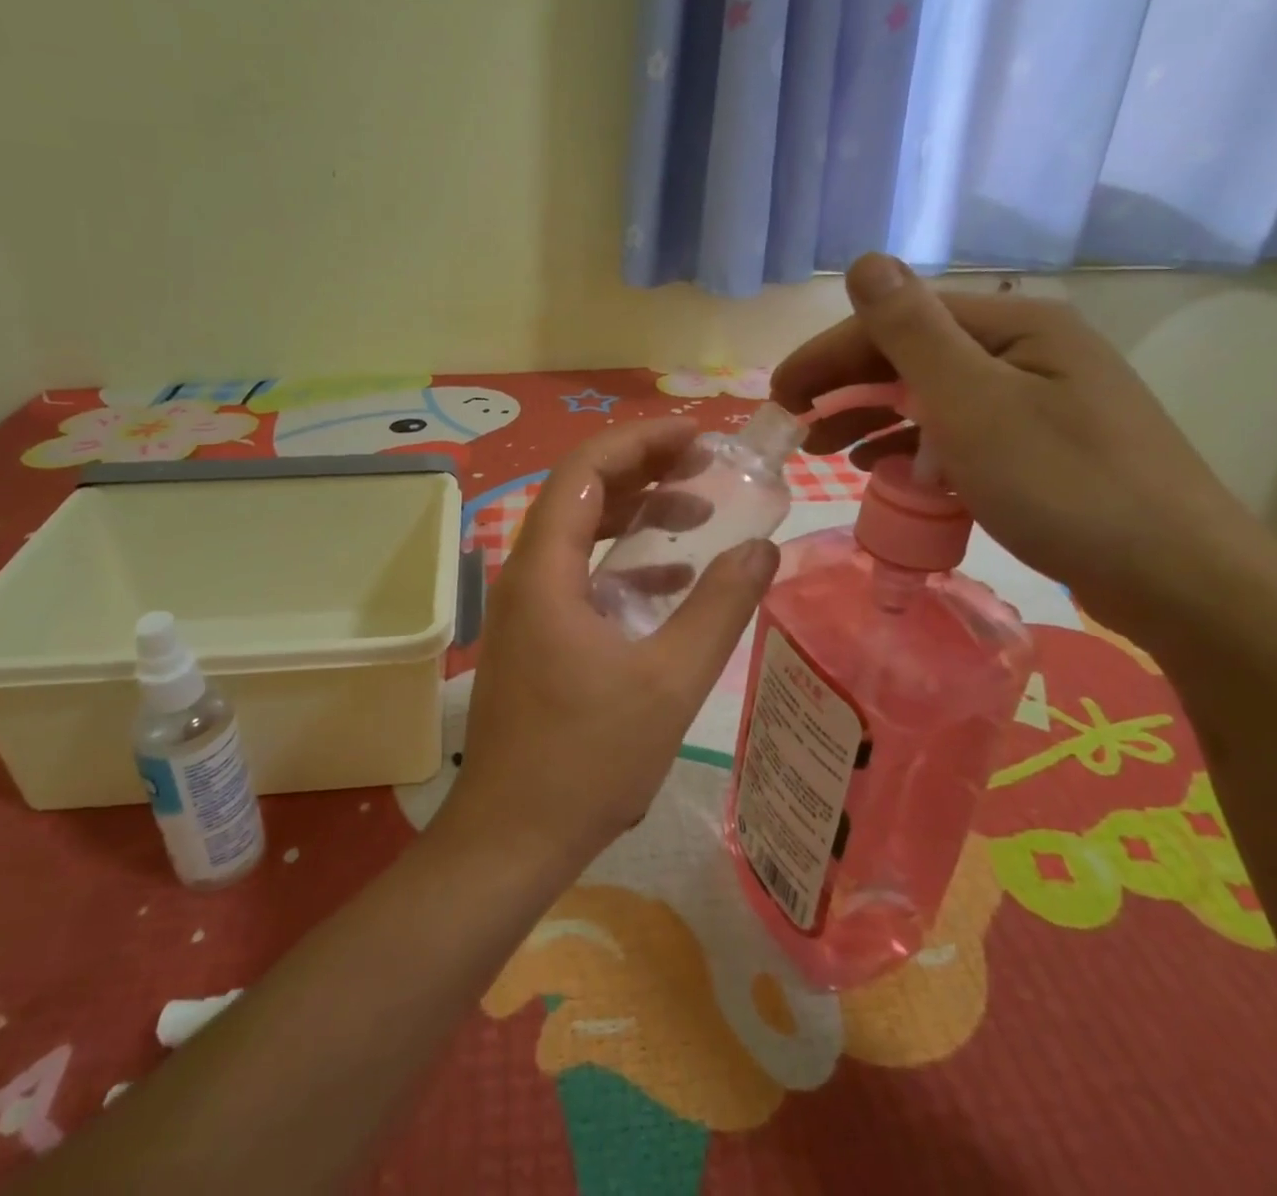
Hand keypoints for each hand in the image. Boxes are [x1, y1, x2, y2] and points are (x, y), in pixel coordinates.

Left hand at [443, 418, 779, 867]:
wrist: (512, 839)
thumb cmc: (587, 760)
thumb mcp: (670, 681)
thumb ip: (720, 607)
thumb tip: (764, 549)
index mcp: (545, 570)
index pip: (585, 471)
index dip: (641, 442)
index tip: (698, 438)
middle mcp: (525, 575)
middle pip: (580, 494)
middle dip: (643, 471)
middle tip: (706, 468)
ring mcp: (525, 607)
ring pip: (580, 534)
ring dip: (635, 515)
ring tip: (698, 513)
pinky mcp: (534, 637)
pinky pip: (578, 574)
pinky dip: (622, 562)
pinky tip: (670, 579)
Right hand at [772, 253, 1253, 632]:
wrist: (1178, 579)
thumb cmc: (1064, 486)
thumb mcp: (973, 404)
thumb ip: (911, 332)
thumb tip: (865, 260)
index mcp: (1013, 326)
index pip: (898, 321)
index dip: (829, 353)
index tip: (778, 396)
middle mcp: (1027, 351)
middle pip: (914, 356)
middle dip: (846, 387)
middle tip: (794, 426)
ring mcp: (1039, 402)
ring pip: (933, 398)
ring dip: (872, 418)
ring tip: (824, 451)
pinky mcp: (1042, 449)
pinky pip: (959, 435)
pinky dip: (913, 449)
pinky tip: (884, 472)